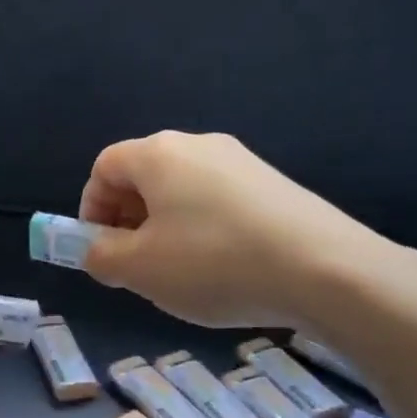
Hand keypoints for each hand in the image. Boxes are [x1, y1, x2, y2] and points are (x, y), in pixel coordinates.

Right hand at [79, 131, 405, 328]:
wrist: (326, 270)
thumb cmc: (214, 263)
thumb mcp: (139, 269)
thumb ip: (100, 255)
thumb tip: (95, 248)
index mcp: (159, 154)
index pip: (104, 167)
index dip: (90, 207)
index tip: (100, 249)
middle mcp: (198, 145)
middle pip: (144, 176)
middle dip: (127, 220)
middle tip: (135, 265)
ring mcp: (241, 161)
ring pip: (181, 190)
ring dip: (164, 227)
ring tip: (179, 272)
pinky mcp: (273, 184)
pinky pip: (217, 200)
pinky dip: (202, 228)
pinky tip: (222, 267)